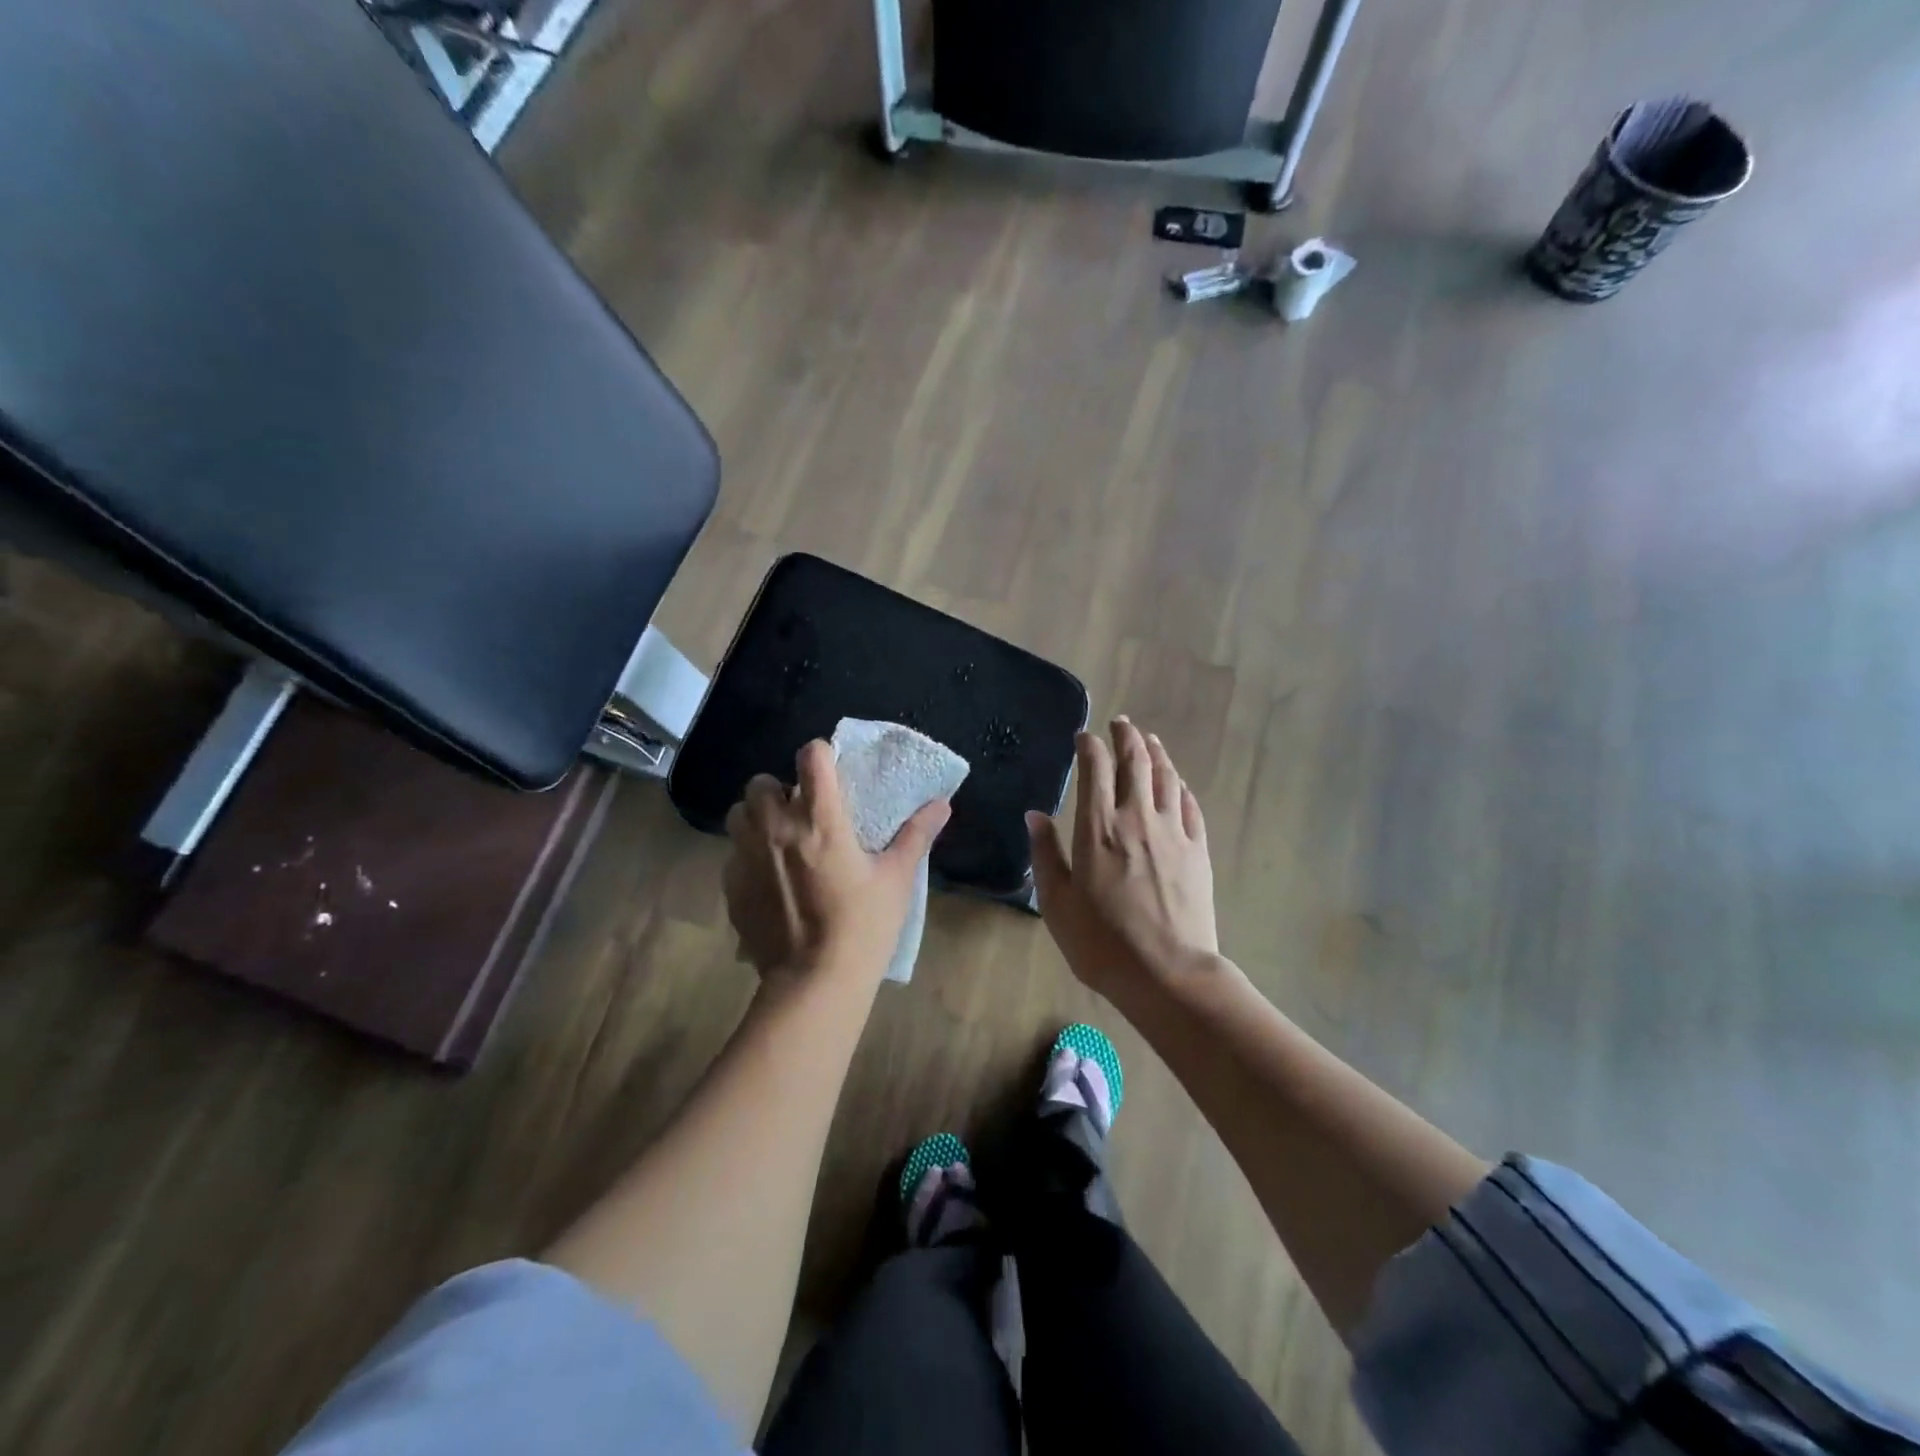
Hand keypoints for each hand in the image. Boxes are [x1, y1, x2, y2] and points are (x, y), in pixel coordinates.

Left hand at [723, 740, 951, 987]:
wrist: (814, 983)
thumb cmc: (863, 926)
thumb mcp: (896, 879)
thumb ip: (916, 835)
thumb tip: (943, 804)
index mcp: (820, 818)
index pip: (811, 756)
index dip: (821, 755)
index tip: (831, 770)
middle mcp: (776, 827)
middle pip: (762, 781)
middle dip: (780, 789)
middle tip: (802, 813)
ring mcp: (747, 855)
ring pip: (739, 813)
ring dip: (757, 817)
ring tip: (779, 840)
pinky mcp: (731, 885)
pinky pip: (733, 853)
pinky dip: (748, 854)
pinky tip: (769, 879)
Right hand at [1027, 717, 1218, 1000]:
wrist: (1169, 973)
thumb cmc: (1102, 943)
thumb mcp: (1057, 903)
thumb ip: (1046, 854)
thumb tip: (1035, 815)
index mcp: (1098, 828)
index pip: (1095, 770)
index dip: (1089, 746)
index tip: (1084, 736)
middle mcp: (1137, 818)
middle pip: (1135, 763)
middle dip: (1126, 737)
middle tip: (1120, 723)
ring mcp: (1173, 832)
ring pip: (1166, 777)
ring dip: (1155, 753)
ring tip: (1148, 740)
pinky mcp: (1198, 850)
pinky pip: (1190, 805)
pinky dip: (1180, 785)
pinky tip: (1176, 782)